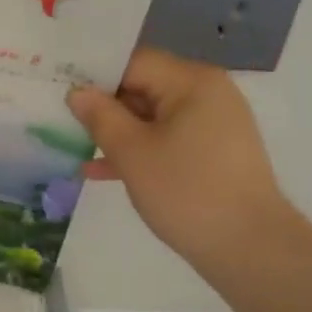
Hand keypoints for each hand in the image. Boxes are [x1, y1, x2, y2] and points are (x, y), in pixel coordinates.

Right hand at [67, 48, 296, 281]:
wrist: (250, 248)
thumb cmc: (187, 192)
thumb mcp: (132, 153)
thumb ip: (100, 117)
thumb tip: (77, 92)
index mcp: (191, 82)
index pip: (132, 62)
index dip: (94, 76)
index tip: (60, 92)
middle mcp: (207, 93)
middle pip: (143, 86)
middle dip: (103, 106)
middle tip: (61, 120)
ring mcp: (213, 123)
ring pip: (152, 116)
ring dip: (116, 131)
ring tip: (75, 147)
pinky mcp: (213, 152)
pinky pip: (167, 138)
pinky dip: (139, 149)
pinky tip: (102, 171)